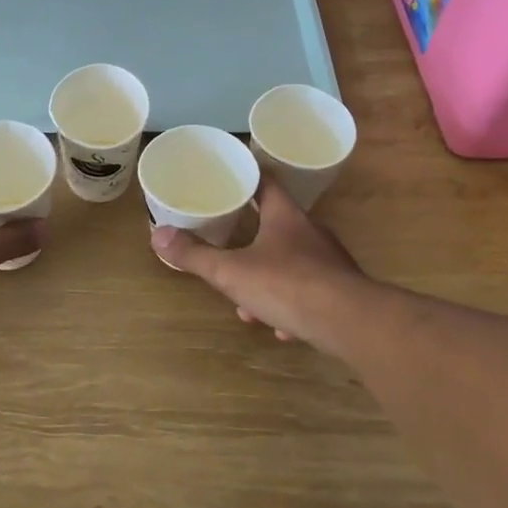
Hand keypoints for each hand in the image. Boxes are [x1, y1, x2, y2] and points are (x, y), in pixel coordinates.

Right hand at [150, 177, 366, 347]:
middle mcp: (310, 232)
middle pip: (277, 225)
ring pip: (292, 264)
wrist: (350, 322)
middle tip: (229, 252)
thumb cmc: (287, 285)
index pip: (266, 183)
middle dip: (251, 241)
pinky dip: (292, 306)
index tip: (232, 179)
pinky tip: (282, 328)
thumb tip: (157, 234)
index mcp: (285, 216)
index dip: (248, 178)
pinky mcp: (341, 291)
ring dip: (269, 280)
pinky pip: (310, 293)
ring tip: (249, 304)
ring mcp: (329, 262)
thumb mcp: (232, 272)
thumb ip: (195, 255)